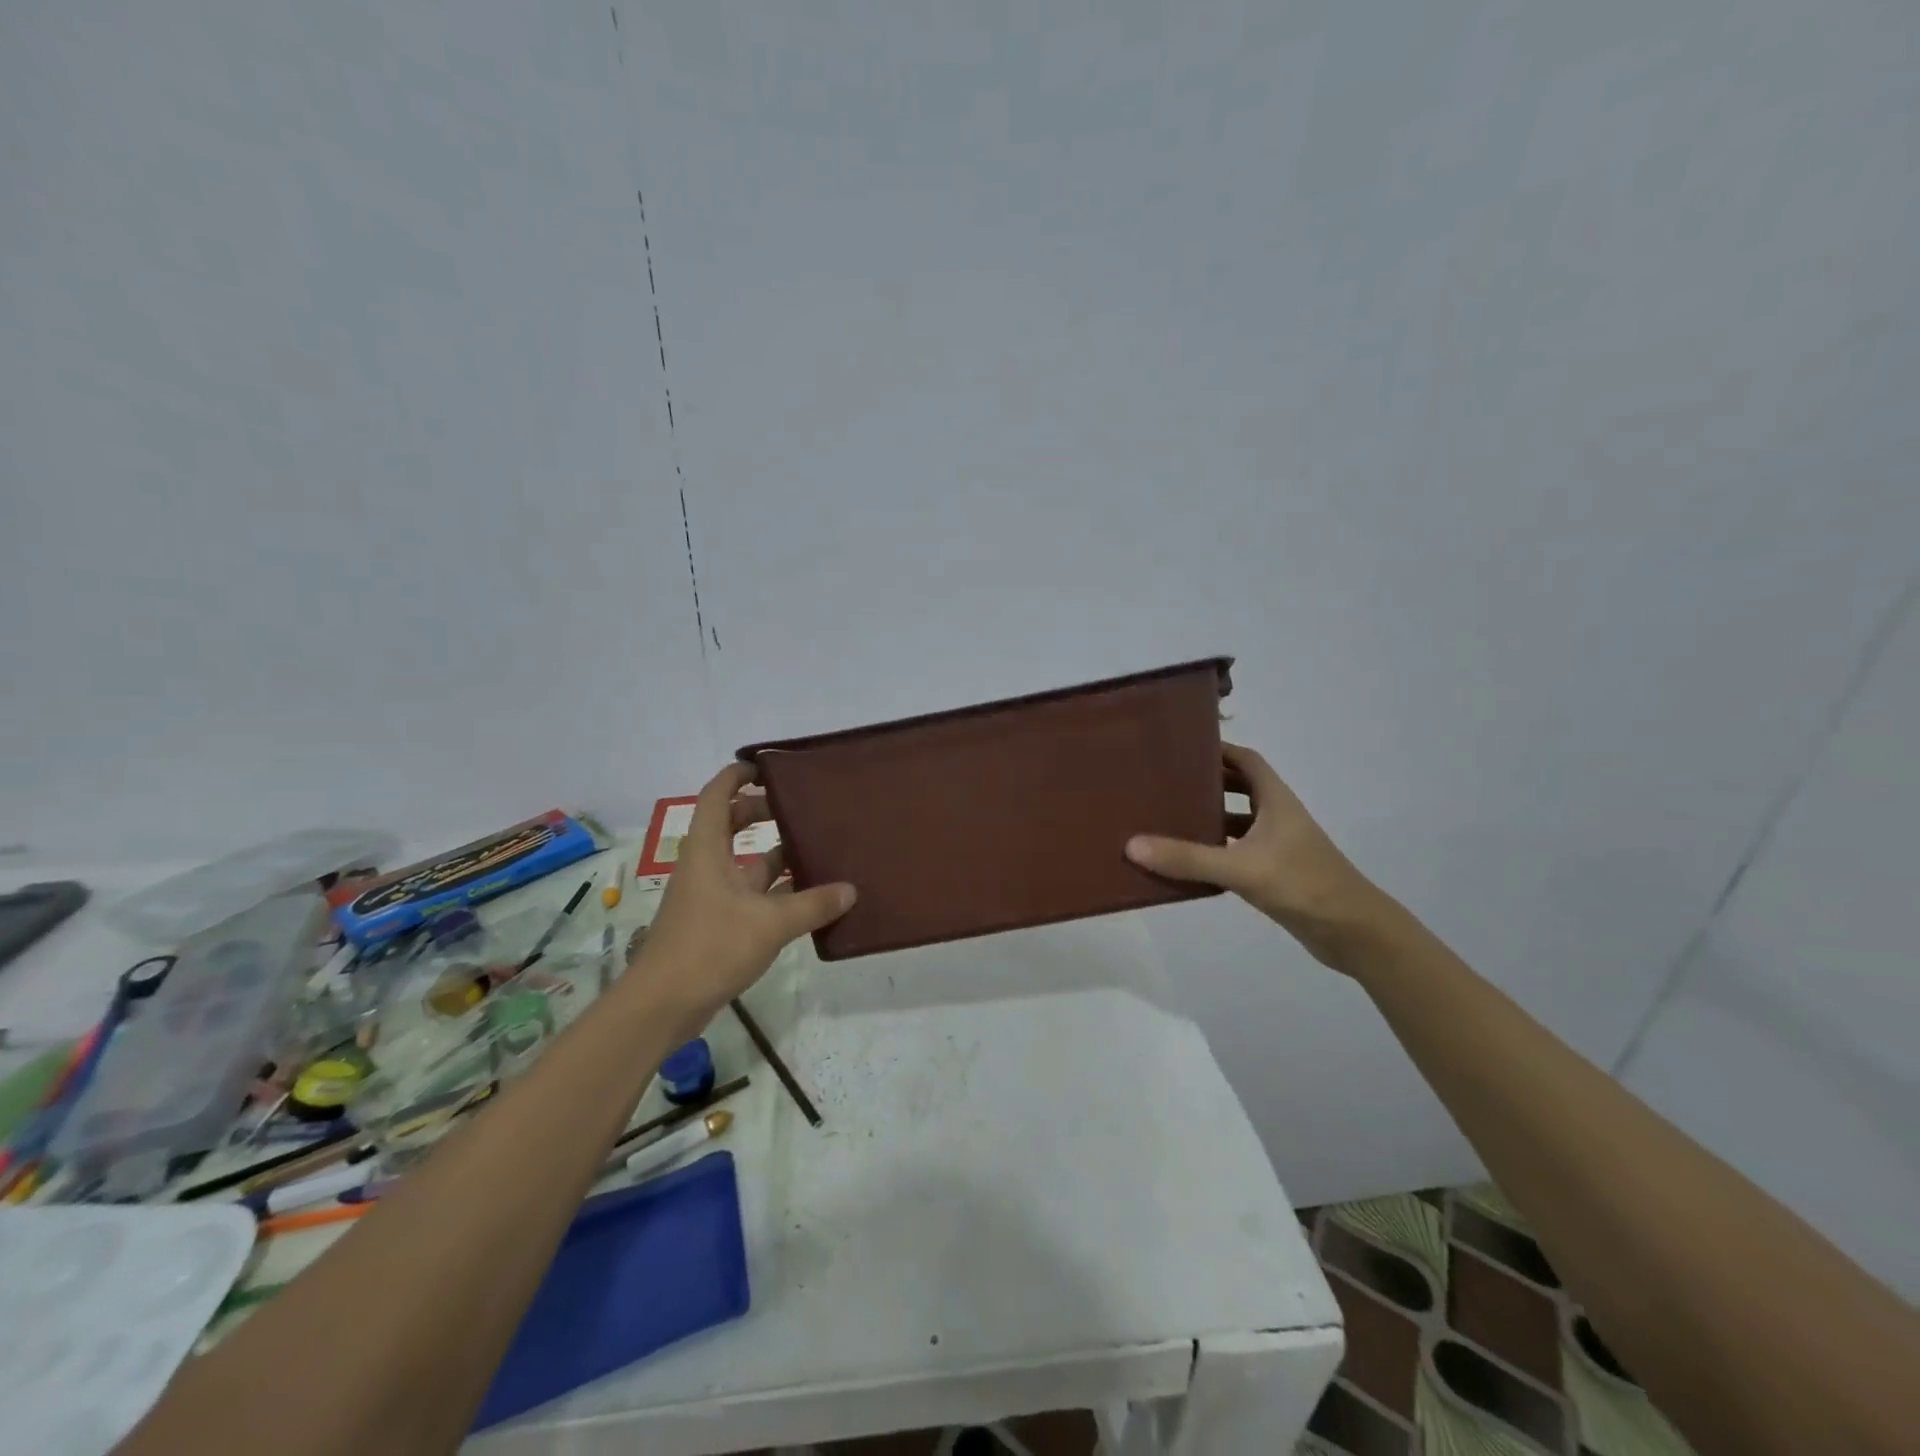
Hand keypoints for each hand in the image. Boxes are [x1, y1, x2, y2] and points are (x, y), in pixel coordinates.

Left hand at [630, 763, 855, 1022]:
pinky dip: (774, 888)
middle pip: (730, 823)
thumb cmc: (710, 947)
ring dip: (772, 852)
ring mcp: (709, 895)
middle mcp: (706, 865)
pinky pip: (748, 892)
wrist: (663, 1005)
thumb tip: (851, 890)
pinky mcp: (715, 923)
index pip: (717, 795)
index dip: (737, 775)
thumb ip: (813, 904)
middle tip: (799, 807)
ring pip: (742, 861)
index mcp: (708, 850)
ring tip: (812, 846)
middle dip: (761, 811)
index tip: (765, 766)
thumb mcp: (770, 923)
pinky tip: (805, 895)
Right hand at [1125, 743, 1389, 969]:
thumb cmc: (1303, 885)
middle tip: (1166, 783)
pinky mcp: (1276, 872)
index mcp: (1276, 801)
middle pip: (1240, 787)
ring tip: (1168, 818)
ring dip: (1210, 818)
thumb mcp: (1241, 869)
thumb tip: (1132, 845)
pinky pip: (1238, 851)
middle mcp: (1278, 816)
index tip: (1182, 748)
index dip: (1218, 750)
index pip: (1246, 760)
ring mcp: (1278, 846)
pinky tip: (1189, 861)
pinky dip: (1216, 850)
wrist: (1354, 932)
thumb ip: (1188, 858)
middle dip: (1206, 783)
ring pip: (1239, 821)